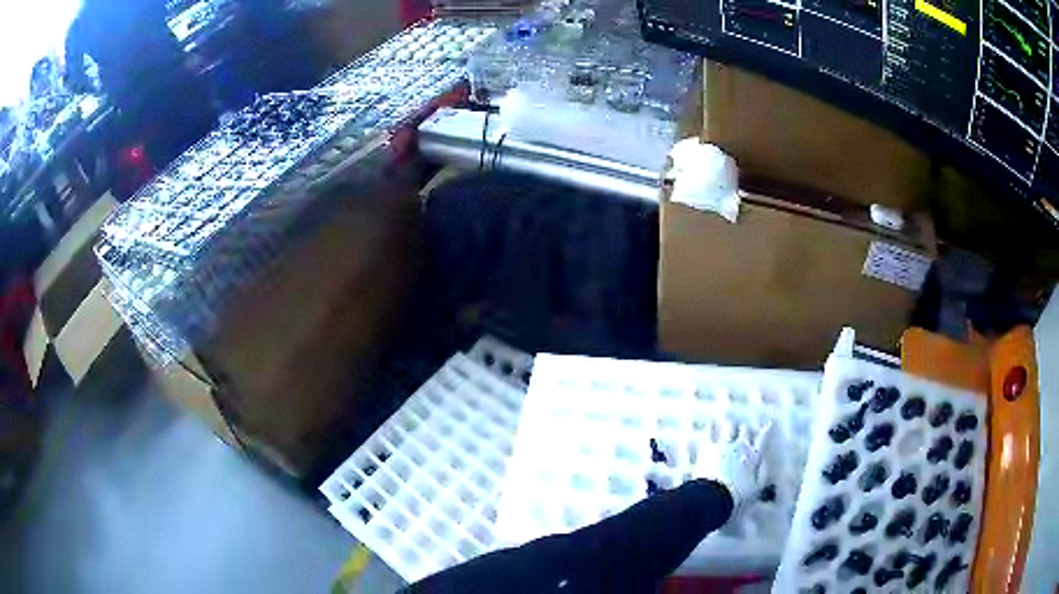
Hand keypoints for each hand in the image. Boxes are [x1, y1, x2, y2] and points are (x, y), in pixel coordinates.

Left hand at [693, 422, 771, 519]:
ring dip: (731, 425)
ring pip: (730, 427)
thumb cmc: (737, 495)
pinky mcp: (709, 448)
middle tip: (745, 427)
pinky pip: (710, 433)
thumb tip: (765, 461)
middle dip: (746, 429)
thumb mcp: (756, 487)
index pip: (762, 439)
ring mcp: (724, 445)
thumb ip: (763, 473)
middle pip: (745, 430)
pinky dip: (711, 427)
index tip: (769, 423)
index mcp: (753, 456)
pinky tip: (710, 423)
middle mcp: (740, 447)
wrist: (714, 496)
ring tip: (730, 422)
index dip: (766, 430)